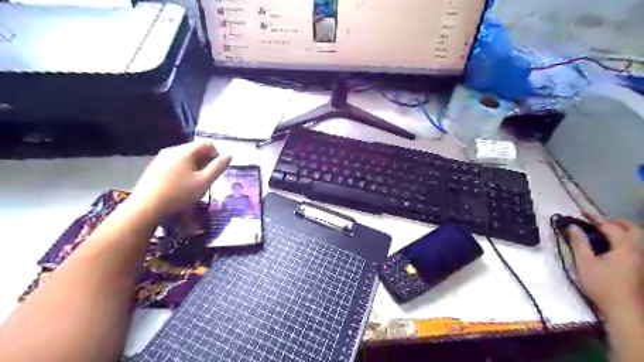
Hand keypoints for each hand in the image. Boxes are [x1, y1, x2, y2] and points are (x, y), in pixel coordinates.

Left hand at [127, 140, 230, 216]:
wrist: (146, 207)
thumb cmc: (179, 194)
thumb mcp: (204, 182)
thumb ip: (218, 167)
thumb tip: (229, 155)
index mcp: (184, 151)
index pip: (206, 144)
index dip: (216, 154)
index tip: (218, 170)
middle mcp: (172, 150)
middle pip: (195, 149)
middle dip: (206, 161)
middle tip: (209, 178)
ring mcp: (160, 158)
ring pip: (184, 157)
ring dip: (195, 166)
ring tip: (196, 182)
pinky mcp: (154, 168)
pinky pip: (174, 163)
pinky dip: (183, 170)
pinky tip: (181, 185)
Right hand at [567, 214, 643, 317]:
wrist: (624, 310)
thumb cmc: (602, 284)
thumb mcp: (584, 262)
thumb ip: (579, 242)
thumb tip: (573, 227)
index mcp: (625, 247)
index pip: (611, 227)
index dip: (595, 219)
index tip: (581, 214)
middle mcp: (638, 250)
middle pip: (632, 229)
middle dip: (615, 222)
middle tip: (596, 221)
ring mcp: (642, 260)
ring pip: (635, 239)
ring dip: (620, 231)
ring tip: (601, 232)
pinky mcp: (640, 268)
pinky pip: (633, 247)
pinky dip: (622, 241)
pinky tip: (609, 246)